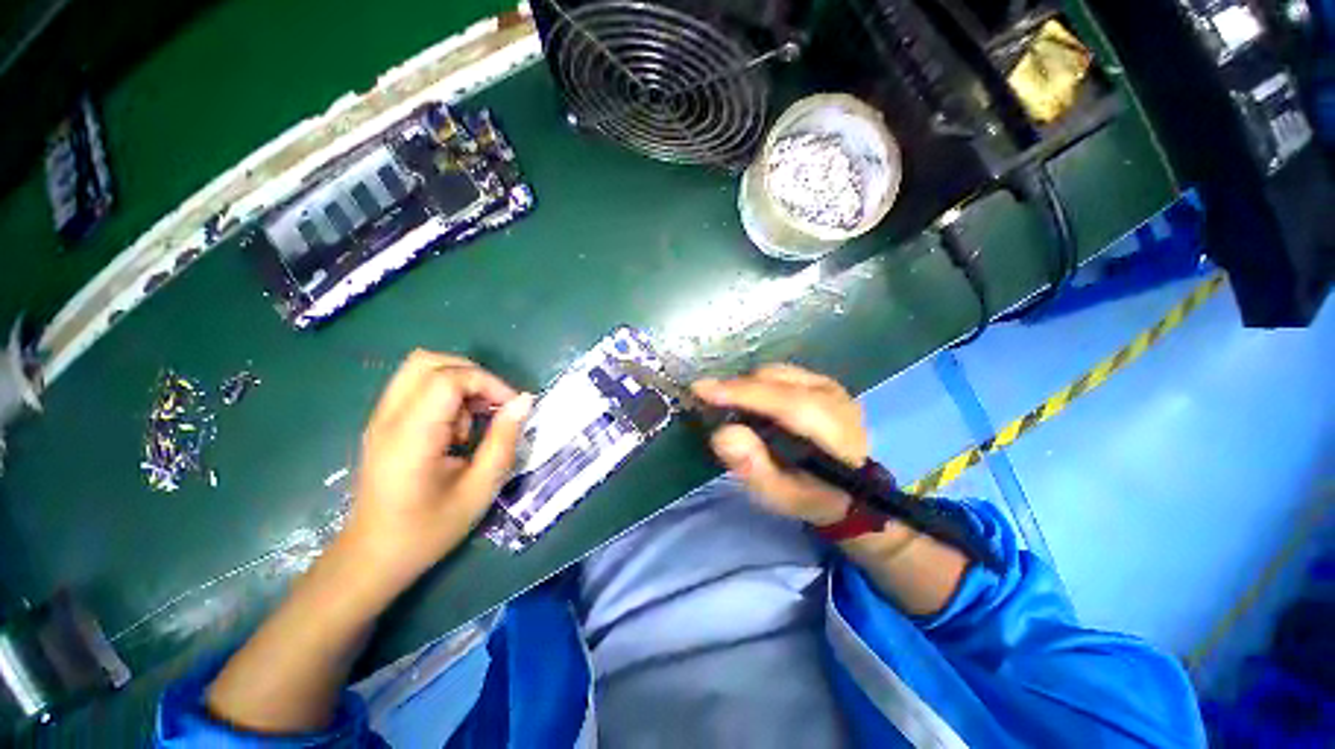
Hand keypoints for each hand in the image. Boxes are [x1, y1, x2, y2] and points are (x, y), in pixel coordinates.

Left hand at [343, 351, 532, 593]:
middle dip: (472, 374)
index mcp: (411, 435)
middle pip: (428, 361)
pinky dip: (444, 394)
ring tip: (473, 420)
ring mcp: (380, 418)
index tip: (512, 407)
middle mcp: (389, 418)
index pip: (449, 378)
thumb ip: (504, 440)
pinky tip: (455, 428)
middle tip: (493, 405)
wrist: (372, 557)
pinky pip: (415, 387)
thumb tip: (524, 401)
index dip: (488, 383)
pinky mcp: (382, 424)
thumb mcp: (479, 489)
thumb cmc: (428, 529)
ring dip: (458, 383)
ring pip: (420, 369)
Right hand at [693, 364, 866, 525]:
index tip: (701, 390)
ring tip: (733, 408)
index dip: (743, 394)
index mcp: (836, 433)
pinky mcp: (822, 381)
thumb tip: (723, 433)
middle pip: (776, 381)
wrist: (851, 489)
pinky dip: (758, 384)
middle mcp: (836, 399)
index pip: (787, 403)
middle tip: (713, 406)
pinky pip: (779, 373)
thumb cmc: (813, 496)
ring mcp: (831, 385)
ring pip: (775, 372)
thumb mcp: (782, 496)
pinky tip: (753, 403)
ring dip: (747, 386)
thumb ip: (753, 468)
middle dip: (739, 389)